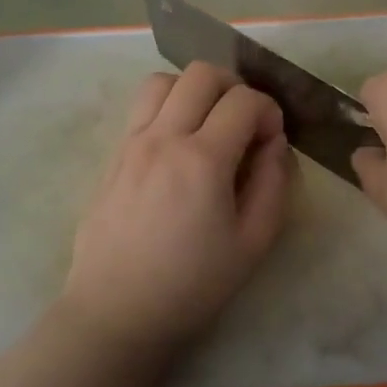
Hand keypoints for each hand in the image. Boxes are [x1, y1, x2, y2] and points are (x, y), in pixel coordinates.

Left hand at [61, 62, 291, 359]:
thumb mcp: (252, 244)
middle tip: (243, 122)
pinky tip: (177, 144)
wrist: (115, 312)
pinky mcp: (113, 154)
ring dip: (193, 90)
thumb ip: (273, 184)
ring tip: (206, 124)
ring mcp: (132, 142)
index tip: (271, 138)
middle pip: (202, 74)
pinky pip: (141, 107)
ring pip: (164, 80)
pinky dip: (166, 107)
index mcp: (202, 160)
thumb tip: (274, 142)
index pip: (244, 100)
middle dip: (234, 87)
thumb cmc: (190, 285)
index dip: (268, 110)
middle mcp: (164, 138)